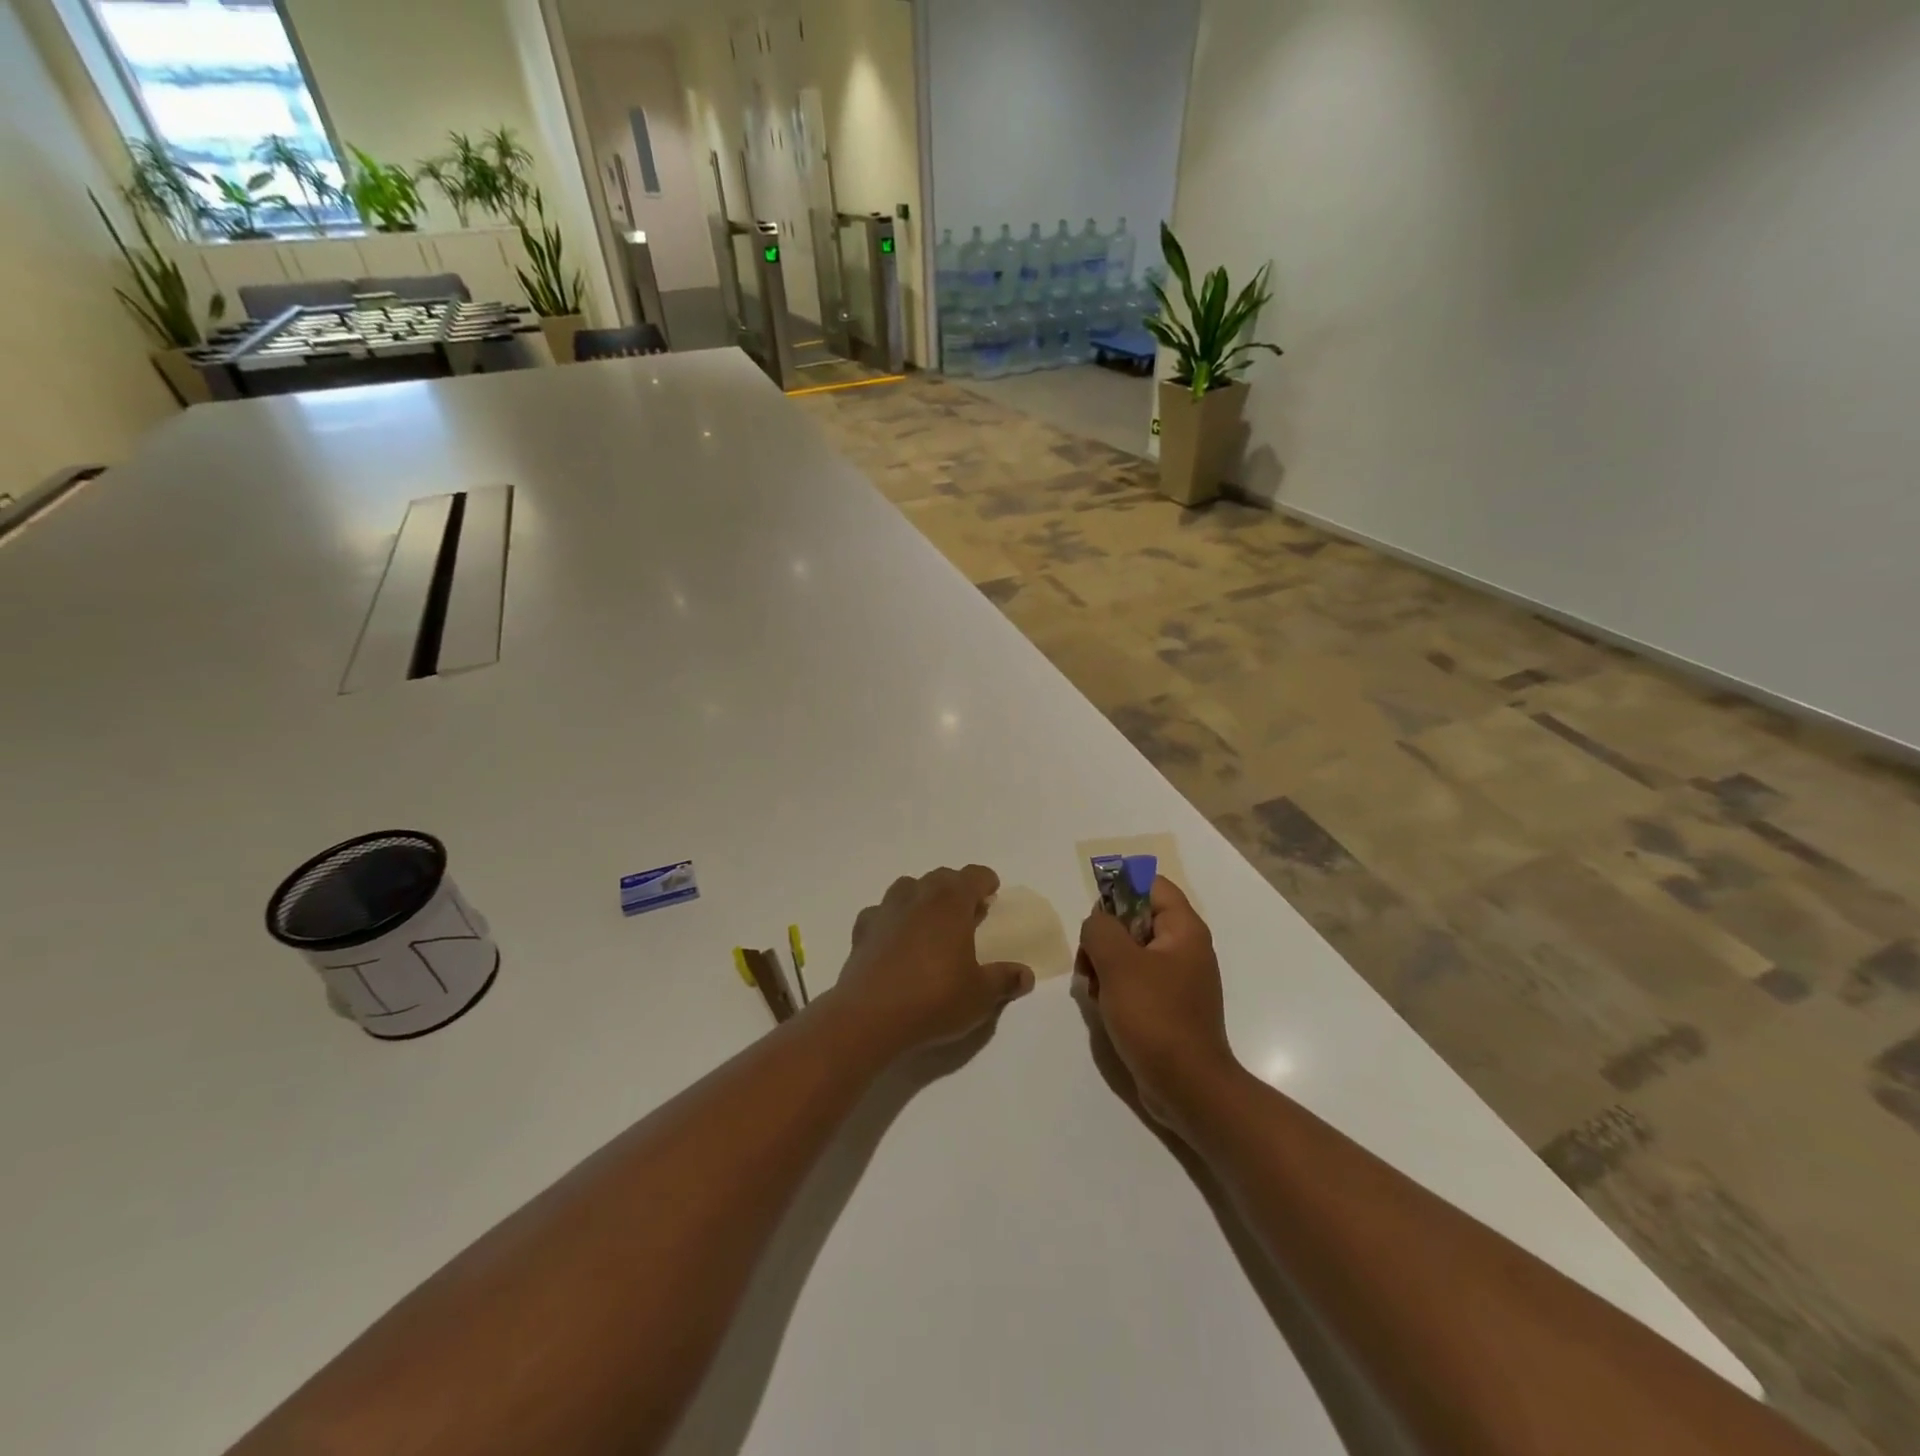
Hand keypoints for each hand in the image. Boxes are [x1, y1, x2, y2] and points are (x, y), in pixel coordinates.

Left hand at [830, 865, 1034, 1055]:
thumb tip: (1026, 975)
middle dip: (956, 888)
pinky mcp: (862, 929)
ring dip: (923, 897)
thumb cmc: (934, 998)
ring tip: (931, 923)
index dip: (985, 881)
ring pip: (908, 888)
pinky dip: (893, 919)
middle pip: (941, 877)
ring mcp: (886, 909)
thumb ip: (1004, 980)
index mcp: (951, 902)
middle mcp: (918, 895)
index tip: (992, 893)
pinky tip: (896, 940)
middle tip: (967, 912)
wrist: (869, 1016)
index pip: (973, 876)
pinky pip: (881, 912)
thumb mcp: (980, 996)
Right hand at [1077, 877, 1238, 1133]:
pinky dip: (1114, 986)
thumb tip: (1097, 922)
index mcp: (1183, 930)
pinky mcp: (1166, 1006)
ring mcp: (1176, 979)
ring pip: (1129, 951)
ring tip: (1092, 988)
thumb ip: (1100, 928)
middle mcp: (1184, 948)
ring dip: (1104, 963)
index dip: (1120, 889)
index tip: (1095, 916)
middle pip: (1135, 917)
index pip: (1151, 884)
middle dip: (1104, 934)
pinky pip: (1134, 980)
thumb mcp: (1118, 963)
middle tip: (1087, 959)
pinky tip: (1102, 1007)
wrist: (1187, 1087)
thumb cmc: (1155, 1017)